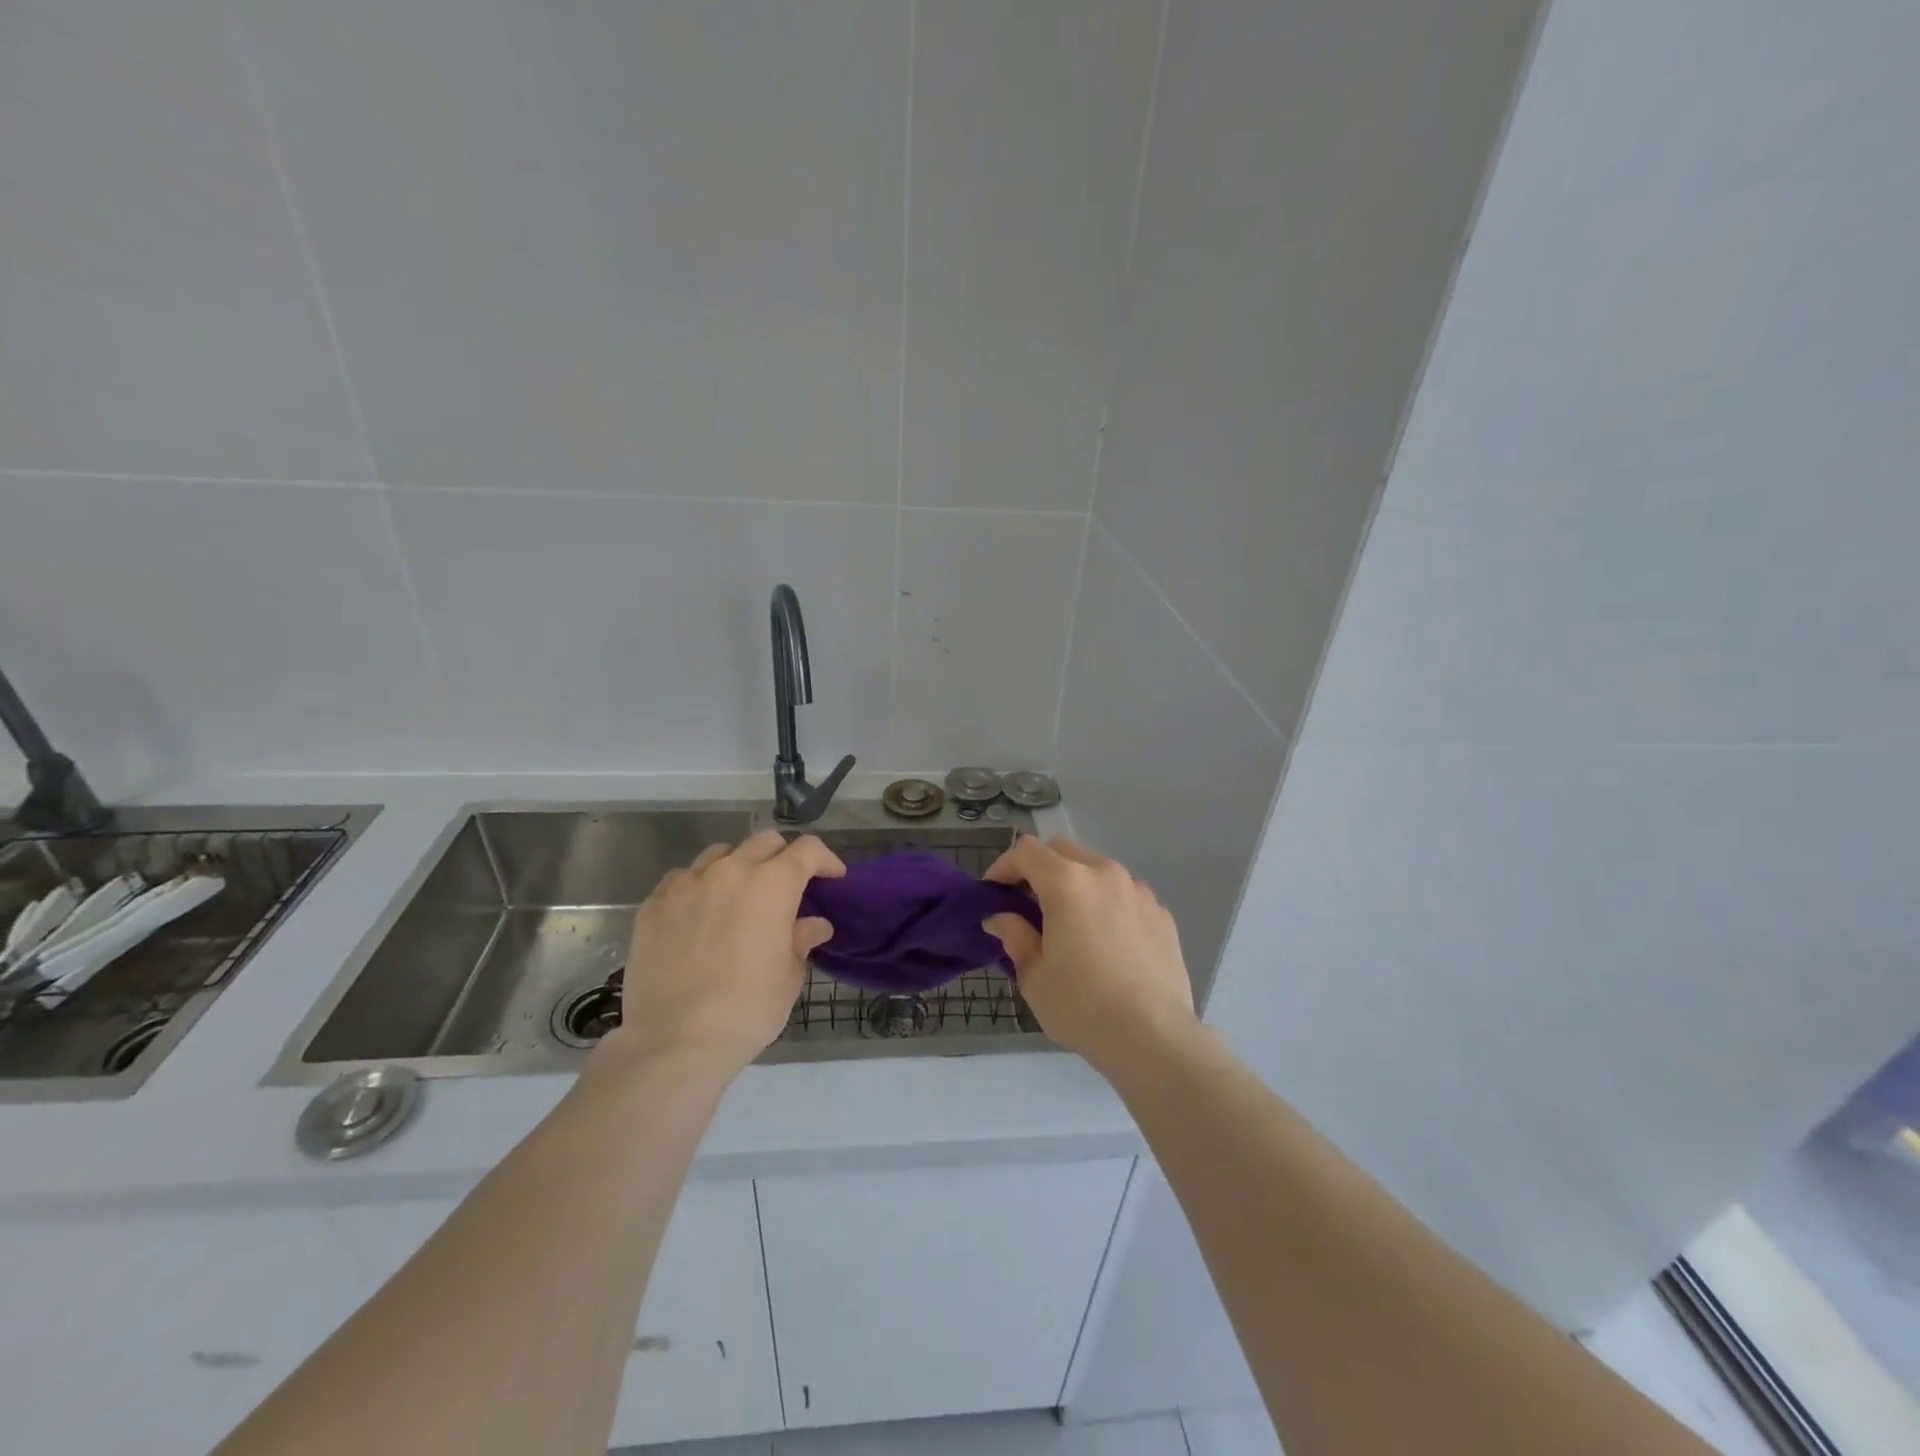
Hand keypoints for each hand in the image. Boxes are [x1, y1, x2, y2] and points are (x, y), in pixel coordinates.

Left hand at [596, 830, 843, 1078]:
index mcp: (772, 885)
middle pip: (764, 842)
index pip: (807, 850)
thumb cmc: (747, 1009)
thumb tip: (813, 925)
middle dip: (783, 857)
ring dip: (739, 866)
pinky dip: (700, 886)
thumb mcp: (789, 976)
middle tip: (787, 887)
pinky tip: (699, 913)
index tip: (832, 877)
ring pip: (720, 853)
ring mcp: (687, 883)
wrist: (675, 1040)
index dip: (825, 859)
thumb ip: (801, 939)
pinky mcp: (654, 903)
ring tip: (739, 896)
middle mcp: (730, 871)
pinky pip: (683, 878)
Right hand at [981, 836, 1196, 1073]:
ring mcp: (1138, 891)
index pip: (1026, 852)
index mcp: (1067, 882)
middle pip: (1063, 851)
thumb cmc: (1081, 1005)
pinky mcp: (1161, 913)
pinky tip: (1106, 942)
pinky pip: (1125, 895)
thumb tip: (1001, 918)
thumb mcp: (1033, 976)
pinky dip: (1107, 905)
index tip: (993, 892)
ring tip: (1070, 923)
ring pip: (1098, 869)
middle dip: (1040, 868)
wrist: (1153, 1037)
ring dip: (1076, 884)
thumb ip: (1015, 936)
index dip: (1003, 866)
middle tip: (1027, 903)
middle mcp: (1105, 873)